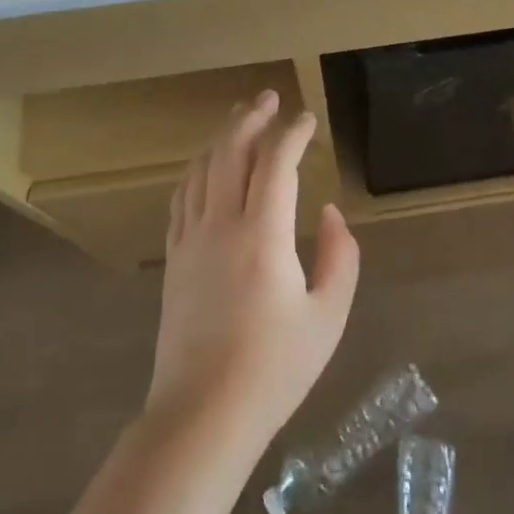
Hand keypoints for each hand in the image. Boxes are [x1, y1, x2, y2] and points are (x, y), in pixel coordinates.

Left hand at [147, 90, 359, 451]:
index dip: (292, 133)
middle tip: (269, 98)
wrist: (202, 415)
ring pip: (201, 168)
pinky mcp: (173, 258)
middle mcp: (221, 224)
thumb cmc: (274, 369)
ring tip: (238, 119)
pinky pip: (182, 196)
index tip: (308, 120)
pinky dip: (196, 169)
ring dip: (221, 137)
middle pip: (230, 151)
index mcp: (263, 234)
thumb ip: (339, 257)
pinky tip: (204, 166)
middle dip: (251, 118)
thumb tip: (329, 212)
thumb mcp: (328, 317)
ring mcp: (191, 239)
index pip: (276, 162)